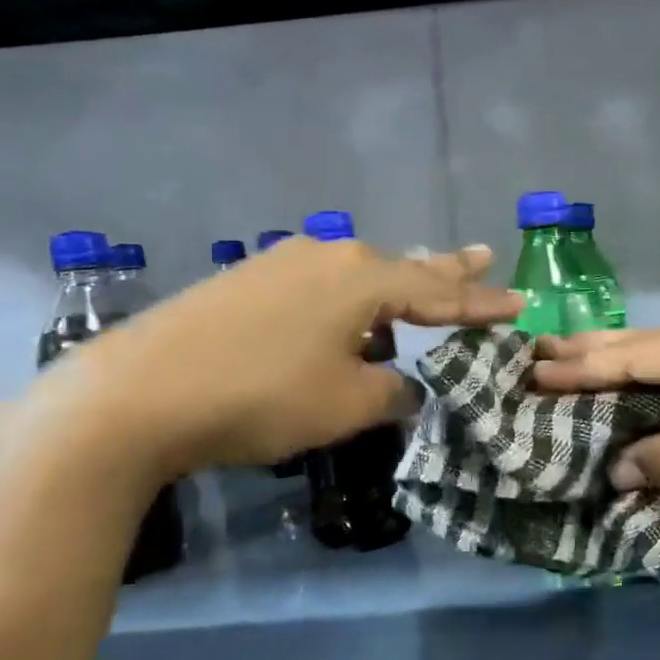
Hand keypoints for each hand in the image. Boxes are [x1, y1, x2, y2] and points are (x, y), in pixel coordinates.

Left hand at [64, 237, 520, 472]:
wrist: (140, 392)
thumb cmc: (261, 396)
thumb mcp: (345, 404)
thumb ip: (392, 390)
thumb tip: (406, 385)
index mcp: (362, 278)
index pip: (438, 292)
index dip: (481, 304)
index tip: (519, 304)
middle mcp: (326, 255)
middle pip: (401, 266)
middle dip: (445, 270)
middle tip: (482, 258)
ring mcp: (281, 263)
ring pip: (357, 274)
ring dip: (394, 284)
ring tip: (422, 286)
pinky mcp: (247, 281)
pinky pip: (320, 284)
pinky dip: (350, 298)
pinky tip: (346, 313)